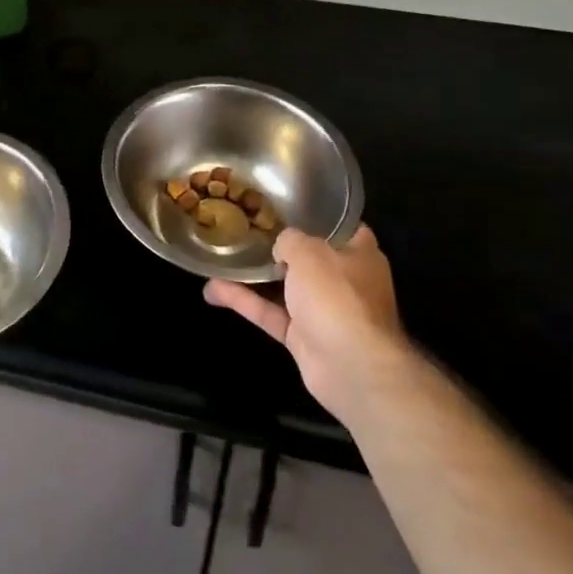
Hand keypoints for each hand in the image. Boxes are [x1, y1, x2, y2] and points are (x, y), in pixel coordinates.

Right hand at [204, 225, 409, 422]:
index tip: (284, 206)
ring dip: (253, 276)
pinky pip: (270, 313)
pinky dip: (245, 302)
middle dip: (278, 247)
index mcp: (359, 254)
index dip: (315, 216)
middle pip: (308, 258)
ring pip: (283, 287)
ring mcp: (323, 311)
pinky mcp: (303, 337)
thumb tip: (281, 246)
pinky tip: (213, 290)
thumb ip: (290, 240)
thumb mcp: (309, 251)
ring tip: (220, 258)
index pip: (340, 227)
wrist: (351, 367)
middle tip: (244, 228)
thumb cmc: (337, 295)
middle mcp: (344, 281)